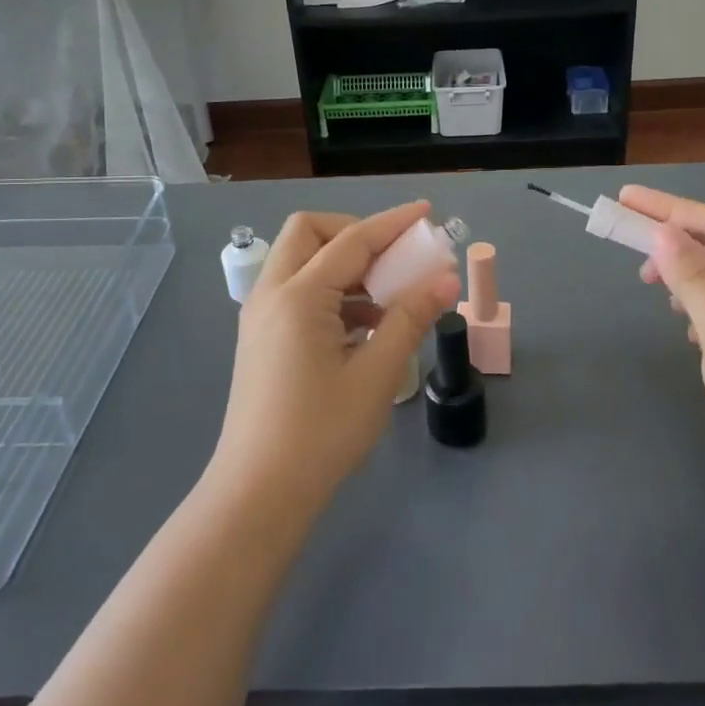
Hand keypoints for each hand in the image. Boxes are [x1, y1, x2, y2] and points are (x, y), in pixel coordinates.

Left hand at [211, 202, 460, 513]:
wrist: (258, 494)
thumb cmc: (321, 434)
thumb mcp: (376, 375)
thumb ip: (410, 318)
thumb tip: (446, 279)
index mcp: (298, 296)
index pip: (352, 240)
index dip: (393, 222)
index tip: (427, 211)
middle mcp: (272, 294)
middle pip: (310, 233)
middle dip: (355, 232)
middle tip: (394, 258)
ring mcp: (260, 316)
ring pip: (301, 262)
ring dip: (344, 265)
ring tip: (388, 297)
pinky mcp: (261, 338)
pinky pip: (297, 292)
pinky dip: (331, 292)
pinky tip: (364, 328)